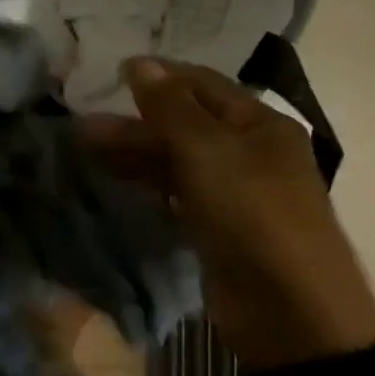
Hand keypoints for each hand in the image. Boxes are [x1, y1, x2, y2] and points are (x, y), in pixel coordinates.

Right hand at [80, 58, 374, 369]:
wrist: (289, 312)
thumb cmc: (253, 215)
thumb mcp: (209, 151)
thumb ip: (171, 107)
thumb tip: (140, 63)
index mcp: (260, 125)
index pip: (204, 85)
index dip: (160, 76)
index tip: (112, 72)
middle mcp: (250, 153)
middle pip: (186, 124)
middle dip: (136, 120)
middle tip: (85, 122)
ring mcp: (234, 193)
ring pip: (177, 160)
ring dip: (134, 151)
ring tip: (86, 146)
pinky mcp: (217, 228)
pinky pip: (177, 193)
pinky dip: (147, 182)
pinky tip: (115, 178)